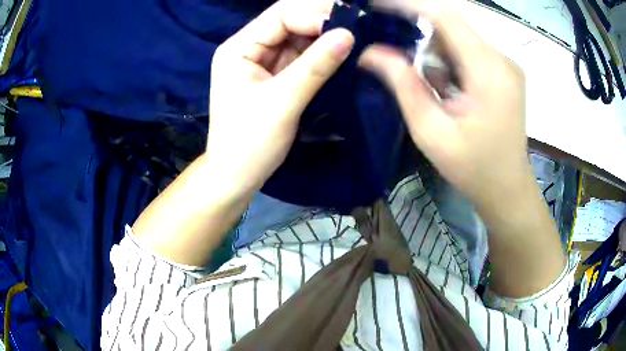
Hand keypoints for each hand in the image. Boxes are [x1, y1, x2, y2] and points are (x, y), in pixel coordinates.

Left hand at [207, 0, 353, 197]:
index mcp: (239, 48)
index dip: (314, 16)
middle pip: (290, 22)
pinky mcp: (275, 76)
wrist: (236, 177)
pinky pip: (302, 57)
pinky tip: (342, 56)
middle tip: (358, 29)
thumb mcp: (282, 102)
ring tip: (356, 41)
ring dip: (325, 39)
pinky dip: (322, 56)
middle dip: (322, 24)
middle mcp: (250, 48)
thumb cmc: (250, 144)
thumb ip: (315, 66)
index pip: (280, 16)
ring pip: (299, 39)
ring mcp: (263, 62)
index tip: (348, 28)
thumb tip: (349, 35)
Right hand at [360, 0, 532, 210]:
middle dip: (418, 29)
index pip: (444, 15)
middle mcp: (501, 59)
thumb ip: (403, 85)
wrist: (508, 190)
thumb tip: (370, 52)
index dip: (407, 4)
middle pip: (452, 23)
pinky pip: (470, 50)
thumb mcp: (431, 131)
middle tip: (392, 45)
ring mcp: (506, 65)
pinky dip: (448, 57)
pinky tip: (443, 83)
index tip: (376, 5)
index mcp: (488, 71)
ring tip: (422, 76)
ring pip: (460, 36)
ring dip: (433, 47)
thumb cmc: (473, 169)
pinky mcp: (504, 73)